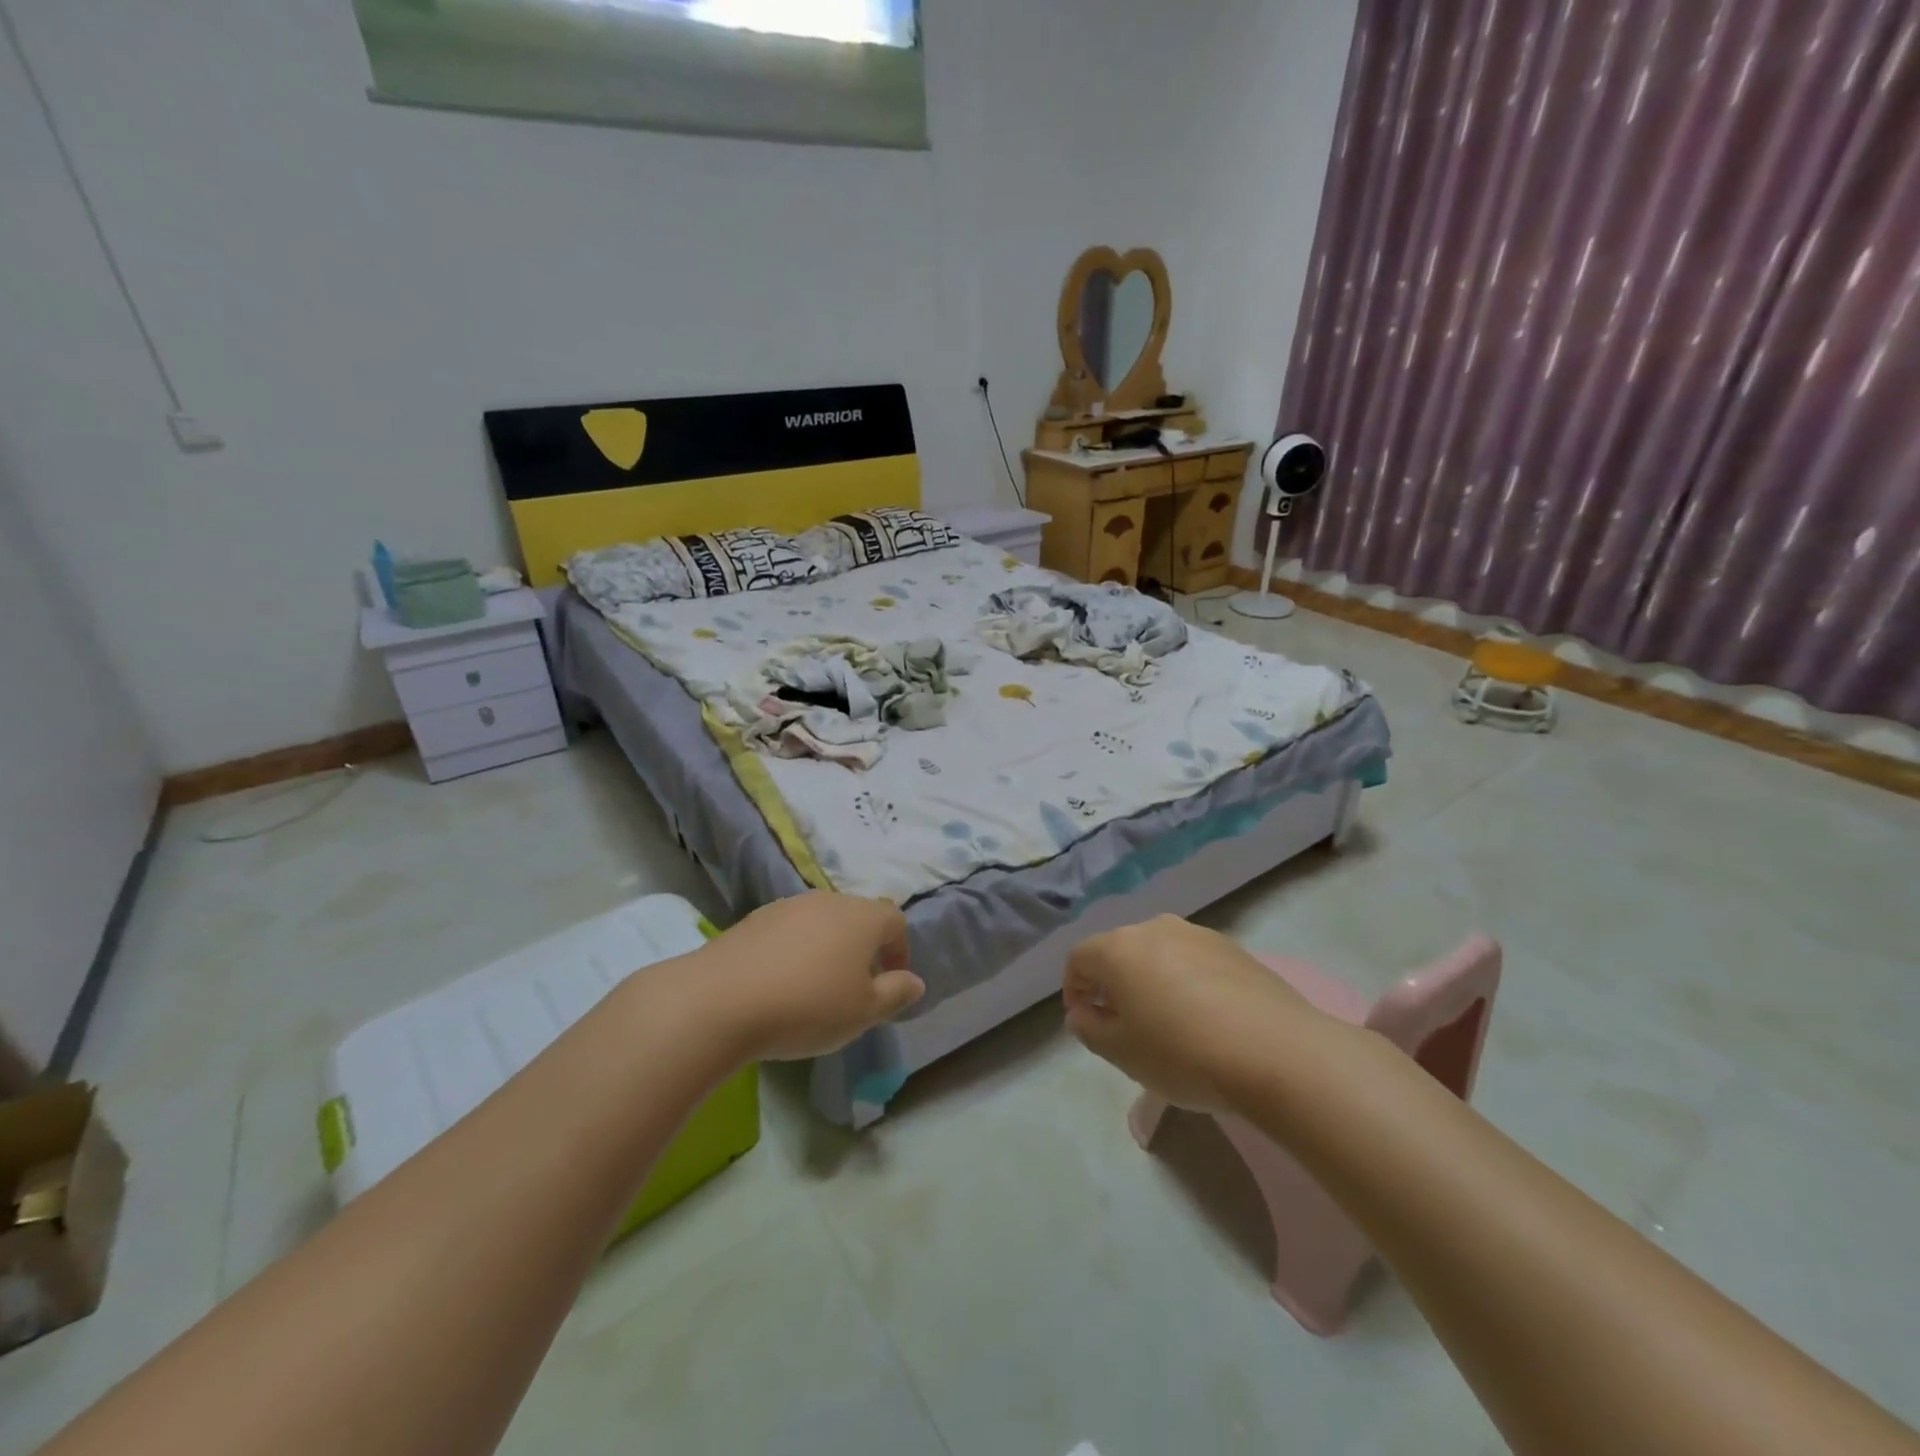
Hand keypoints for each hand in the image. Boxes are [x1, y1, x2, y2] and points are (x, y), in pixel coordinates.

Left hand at [690, 893, 924, 1060]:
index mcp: (863, 917)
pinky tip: (779, 984)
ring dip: (827, 948)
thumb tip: (914, 980)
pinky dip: (794, 950)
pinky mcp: (754, 919)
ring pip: (821, 922)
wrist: (720, 1000)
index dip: (900, 950)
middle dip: (863, 948)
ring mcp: (788, 906)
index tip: (891, 983)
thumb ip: (896, 994)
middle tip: (855, 988)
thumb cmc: (807, 1006)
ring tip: (815, 987)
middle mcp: (829, 901)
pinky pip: (788, 931)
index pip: (895, 921)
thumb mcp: (863, 1012)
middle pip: (857, 917)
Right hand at [1064, 915, 1318, 1113]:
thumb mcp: (1121, 1053)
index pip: (1079, 958)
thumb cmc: (1183, 1054)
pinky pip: (1193, 960)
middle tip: (1122, 1024)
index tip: (1085, 1021)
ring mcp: (1197, 934)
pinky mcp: (1234, 947)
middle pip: (1119, 950)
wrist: (1277, 1053)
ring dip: (1150, 979)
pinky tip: (1205, 1017)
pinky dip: (1186, 981)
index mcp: (1118, 948)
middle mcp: (1154, 928)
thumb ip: (1089, 1029)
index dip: (1073, 989)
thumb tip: (1082, 1012)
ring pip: (1158, 952)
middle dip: (1112, 982)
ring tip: (1166, 1021)